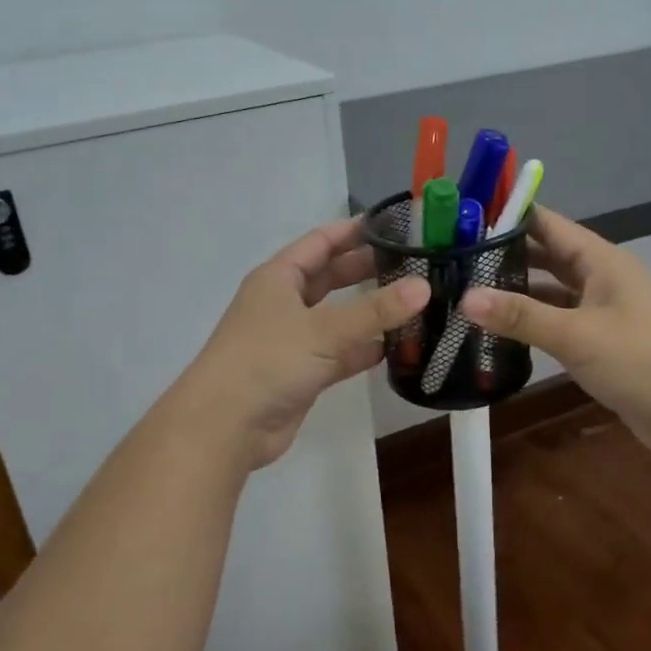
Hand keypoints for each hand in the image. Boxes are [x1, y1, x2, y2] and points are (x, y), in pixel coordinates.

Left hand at [178, 219, 428, 470]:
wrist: (226, 426)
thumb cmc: (268, 360)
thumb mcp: (324, 329)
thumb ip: (376, 310)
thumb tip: (424, 286)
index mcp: (279, 277)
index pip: (320, 242)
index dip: (354, 232)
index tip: (393, 225)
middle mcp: (284, 303)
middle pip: (331, 278)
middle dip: (367, 270)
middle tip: (413, 263)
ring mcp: (293, 340)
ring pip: (338, 318)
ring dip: (371, 313)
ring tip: (415, 303)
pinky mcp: (303, 373)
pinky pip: (340, 353)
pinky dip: (365, 349)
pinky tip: (398, 347)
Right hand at [461, 207, 650, 454]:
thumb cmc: (639, 359)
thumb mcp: (575, 334)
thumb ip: (520, 316)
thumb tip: (466, 298)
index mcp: (600, 260)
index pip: (547, 224)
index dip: (508, 217)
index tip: (462, 218)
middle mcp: (600, 278)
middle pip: (546, 255)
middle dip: (505, 255)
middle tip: (454, 258)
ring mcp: (601, 311)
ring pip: (550, 290)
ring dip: (516, 291)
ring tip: (467, 291)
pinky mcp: (599, 342)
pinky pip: (557, 321)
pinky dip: (531, 322)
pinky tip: (499, 330)